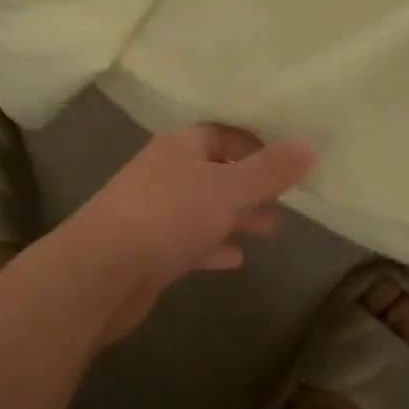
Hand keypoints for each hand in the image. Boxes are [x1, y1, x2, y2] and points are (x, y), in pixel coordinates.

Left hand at [59, 124, 314, 334]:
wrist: (99, 274)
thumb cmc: (169, 217)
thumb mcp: (229, 189)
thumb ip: (270, 170)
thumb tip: (309, 145)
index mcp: (181, 146)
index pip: (224, 134)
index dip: (257, 146)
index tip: (288, 164)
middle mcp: (165, 171)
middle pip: (215, 170)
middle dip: (250, 184)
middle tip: (286, 200)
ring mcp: (152, 210)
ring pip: (203, 206)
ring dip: (235, 215)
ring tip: (271, 227)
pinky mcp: (146, 248)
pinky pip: (189, 240)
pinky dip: (213, 245)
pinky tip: (236, 258)